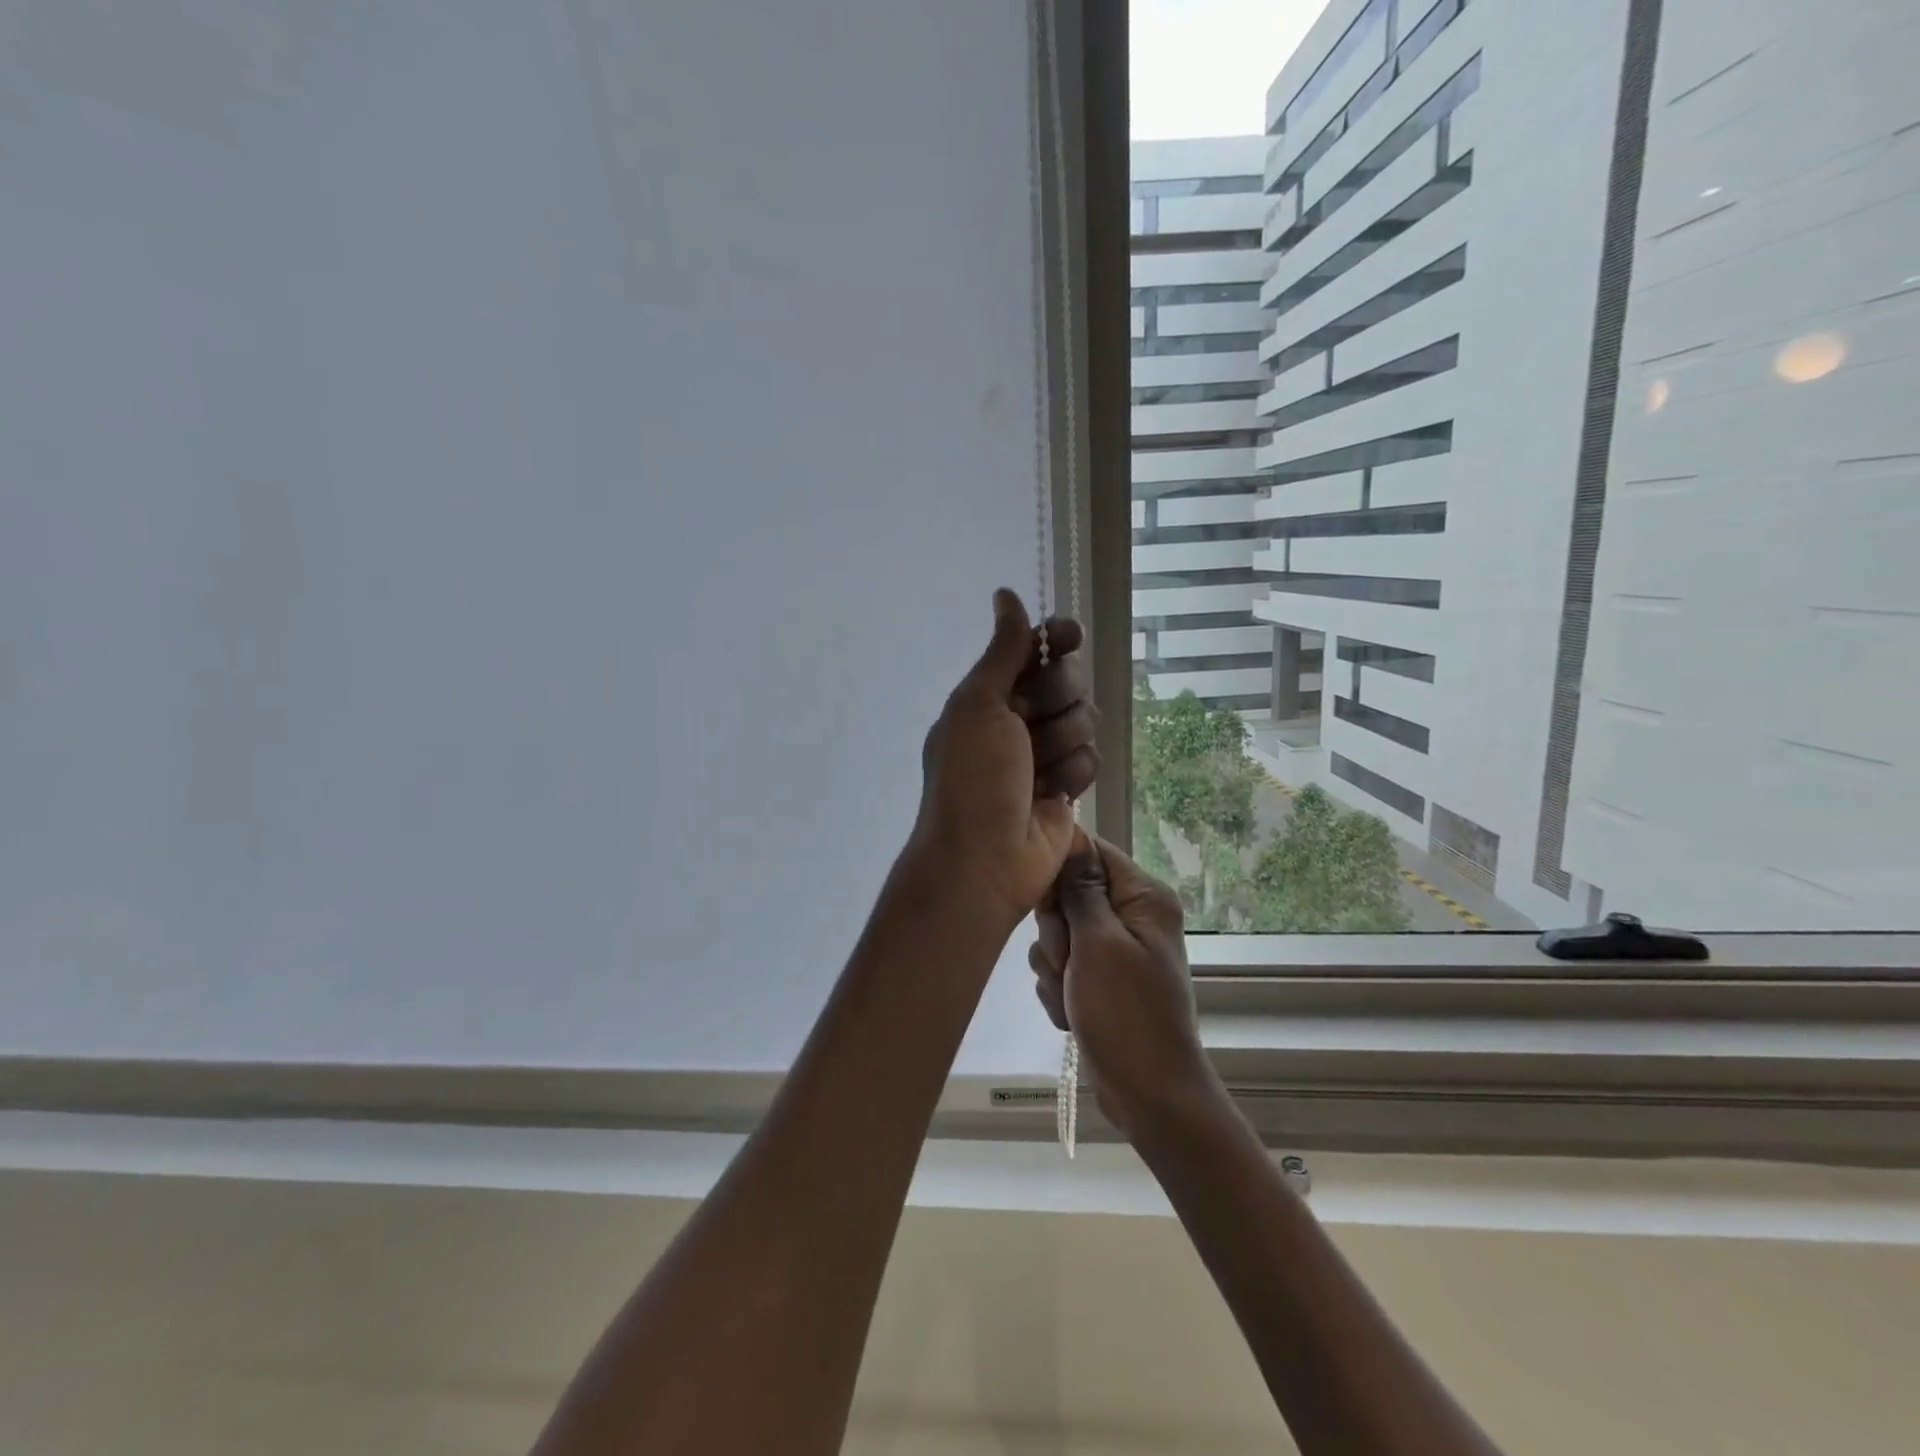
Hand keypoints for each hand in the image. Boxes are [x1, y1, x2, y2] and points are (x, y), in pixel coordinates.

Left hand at [910, 589, 1099, 930]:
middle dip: (1057, 698)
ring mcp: (1043, 754)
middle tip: (1033, 722)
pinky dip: (1073, 775)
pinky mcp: (1066, 786)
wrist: (983, 859)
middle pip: (1066, 680)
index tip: (1068, 636)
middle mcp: (1016, 719)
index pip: (1034, 649)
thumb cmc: (972, 776)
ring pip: (1084, 720)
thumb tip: (1005, 594)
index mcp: (988, 695)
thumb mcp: (978, 704)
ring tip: (1038, 770)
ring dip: (1064, 741)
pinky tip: (1053, 796)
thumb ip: (1002, 650)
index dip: (1055, 638)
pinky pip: (1090, 759)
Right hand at [1029, 831, 1223, 1138]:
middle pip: (1068, 894)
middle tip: (1070, 963)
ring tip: (1075, 996)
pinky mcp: (1099, 979)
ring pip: (1058, 933)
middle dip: (1057, 932)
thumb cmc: (1127, 1014)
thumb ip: (1080, 888)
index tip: (1048, 905)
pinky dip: (1060, 989)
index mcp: (1143, 897)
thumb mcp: (1098, 943)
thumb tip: (1071, 835)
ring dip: (1055, 967)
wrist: (1148, 1095)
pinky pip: (1061, 965)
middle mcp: (1131, 916)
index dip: (1060, 873)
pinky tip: (1073, 1014)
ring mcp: (1114, 950)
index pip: (1090, 851)